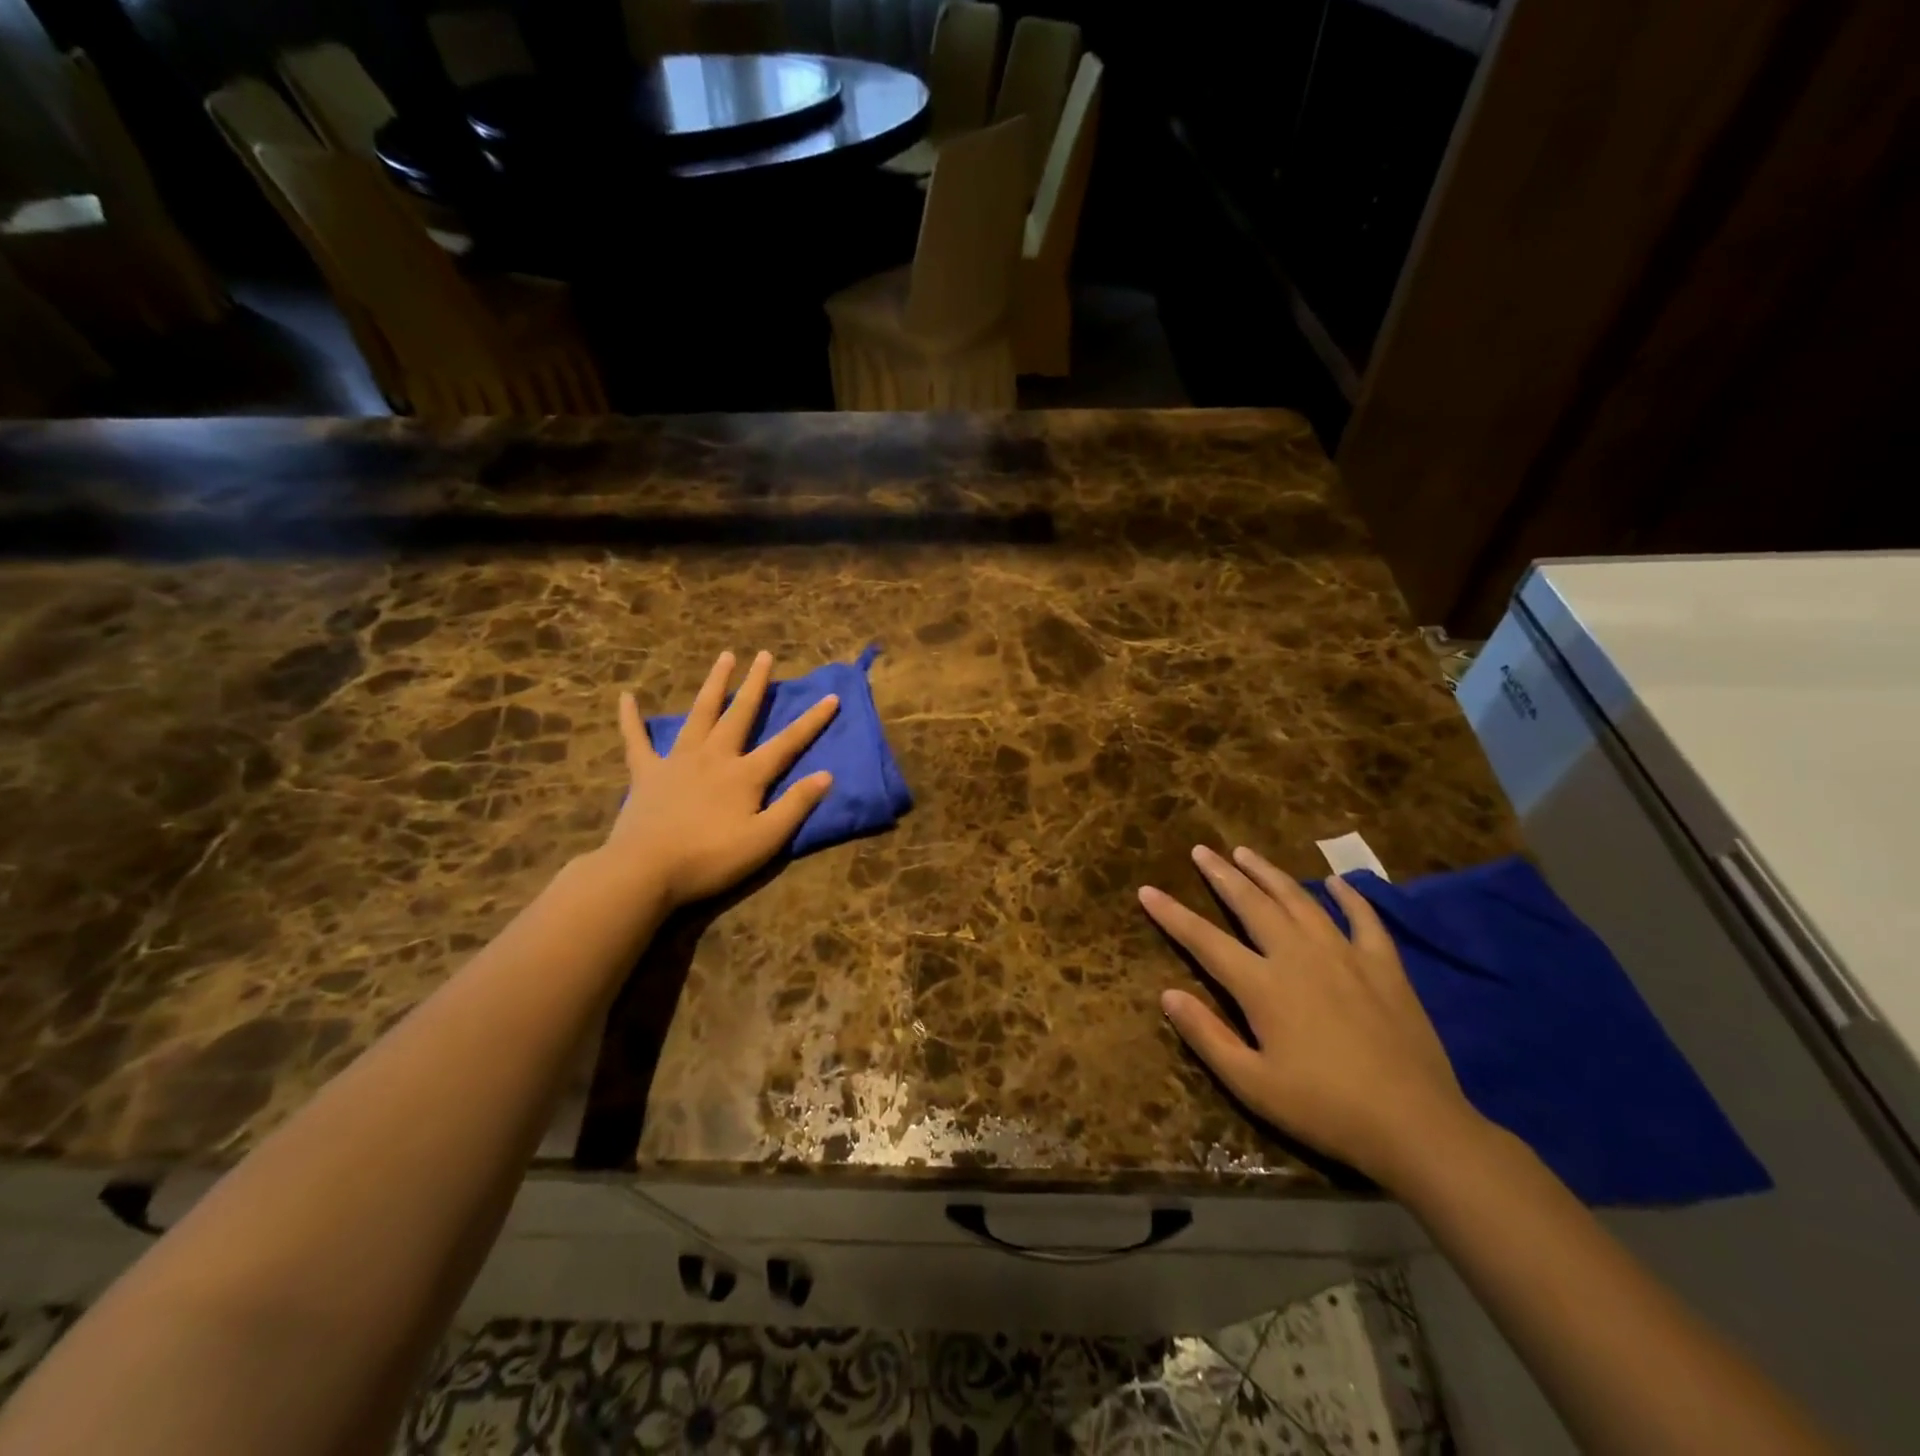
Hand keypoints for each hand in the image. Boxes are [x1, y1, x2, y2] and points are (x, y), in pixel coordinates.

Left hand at [602, 650, 837, 909]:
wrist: (645, 871)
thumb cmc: (710, 859)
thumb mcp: (765, 840)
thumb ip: (796, 806)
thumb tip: (826, 775)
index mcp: (745, 775)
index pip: (787, 743)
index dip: (812, 721)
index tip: (831, 697)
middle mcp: (714, 757)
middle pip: (739, 713)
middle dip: (755, 684)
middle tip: (763, 655)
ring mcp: (677, 761)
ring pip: (700, 714)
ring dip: (713, 684)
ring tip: (724, 657)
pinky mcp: (646, 773)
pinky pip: (637, 740)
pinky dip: (631, 718)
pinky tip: (626, 697)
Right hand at [1141, 844, 1485, 1188]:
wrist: (1416, 1126)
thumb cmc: (1324, 1109)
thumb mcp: (1253, 1084)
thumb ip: (1207, 1036)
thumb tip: (1167, 994)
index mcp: (1263, 986)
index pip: (1205, 940)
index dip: (1172, 915)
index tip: (1147, 890)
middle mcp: (1299, 956)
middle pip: (1252, 904)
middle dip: (1221, 875)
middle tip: (1201, 850)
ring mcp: (1345, 955)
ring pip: (1299, 900)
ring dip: (1269, 873)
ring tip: (1246, 852)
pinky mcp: (1384, 966)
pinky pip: (1363, 919)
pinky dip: (1348, 896)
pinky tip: (1335, 881)